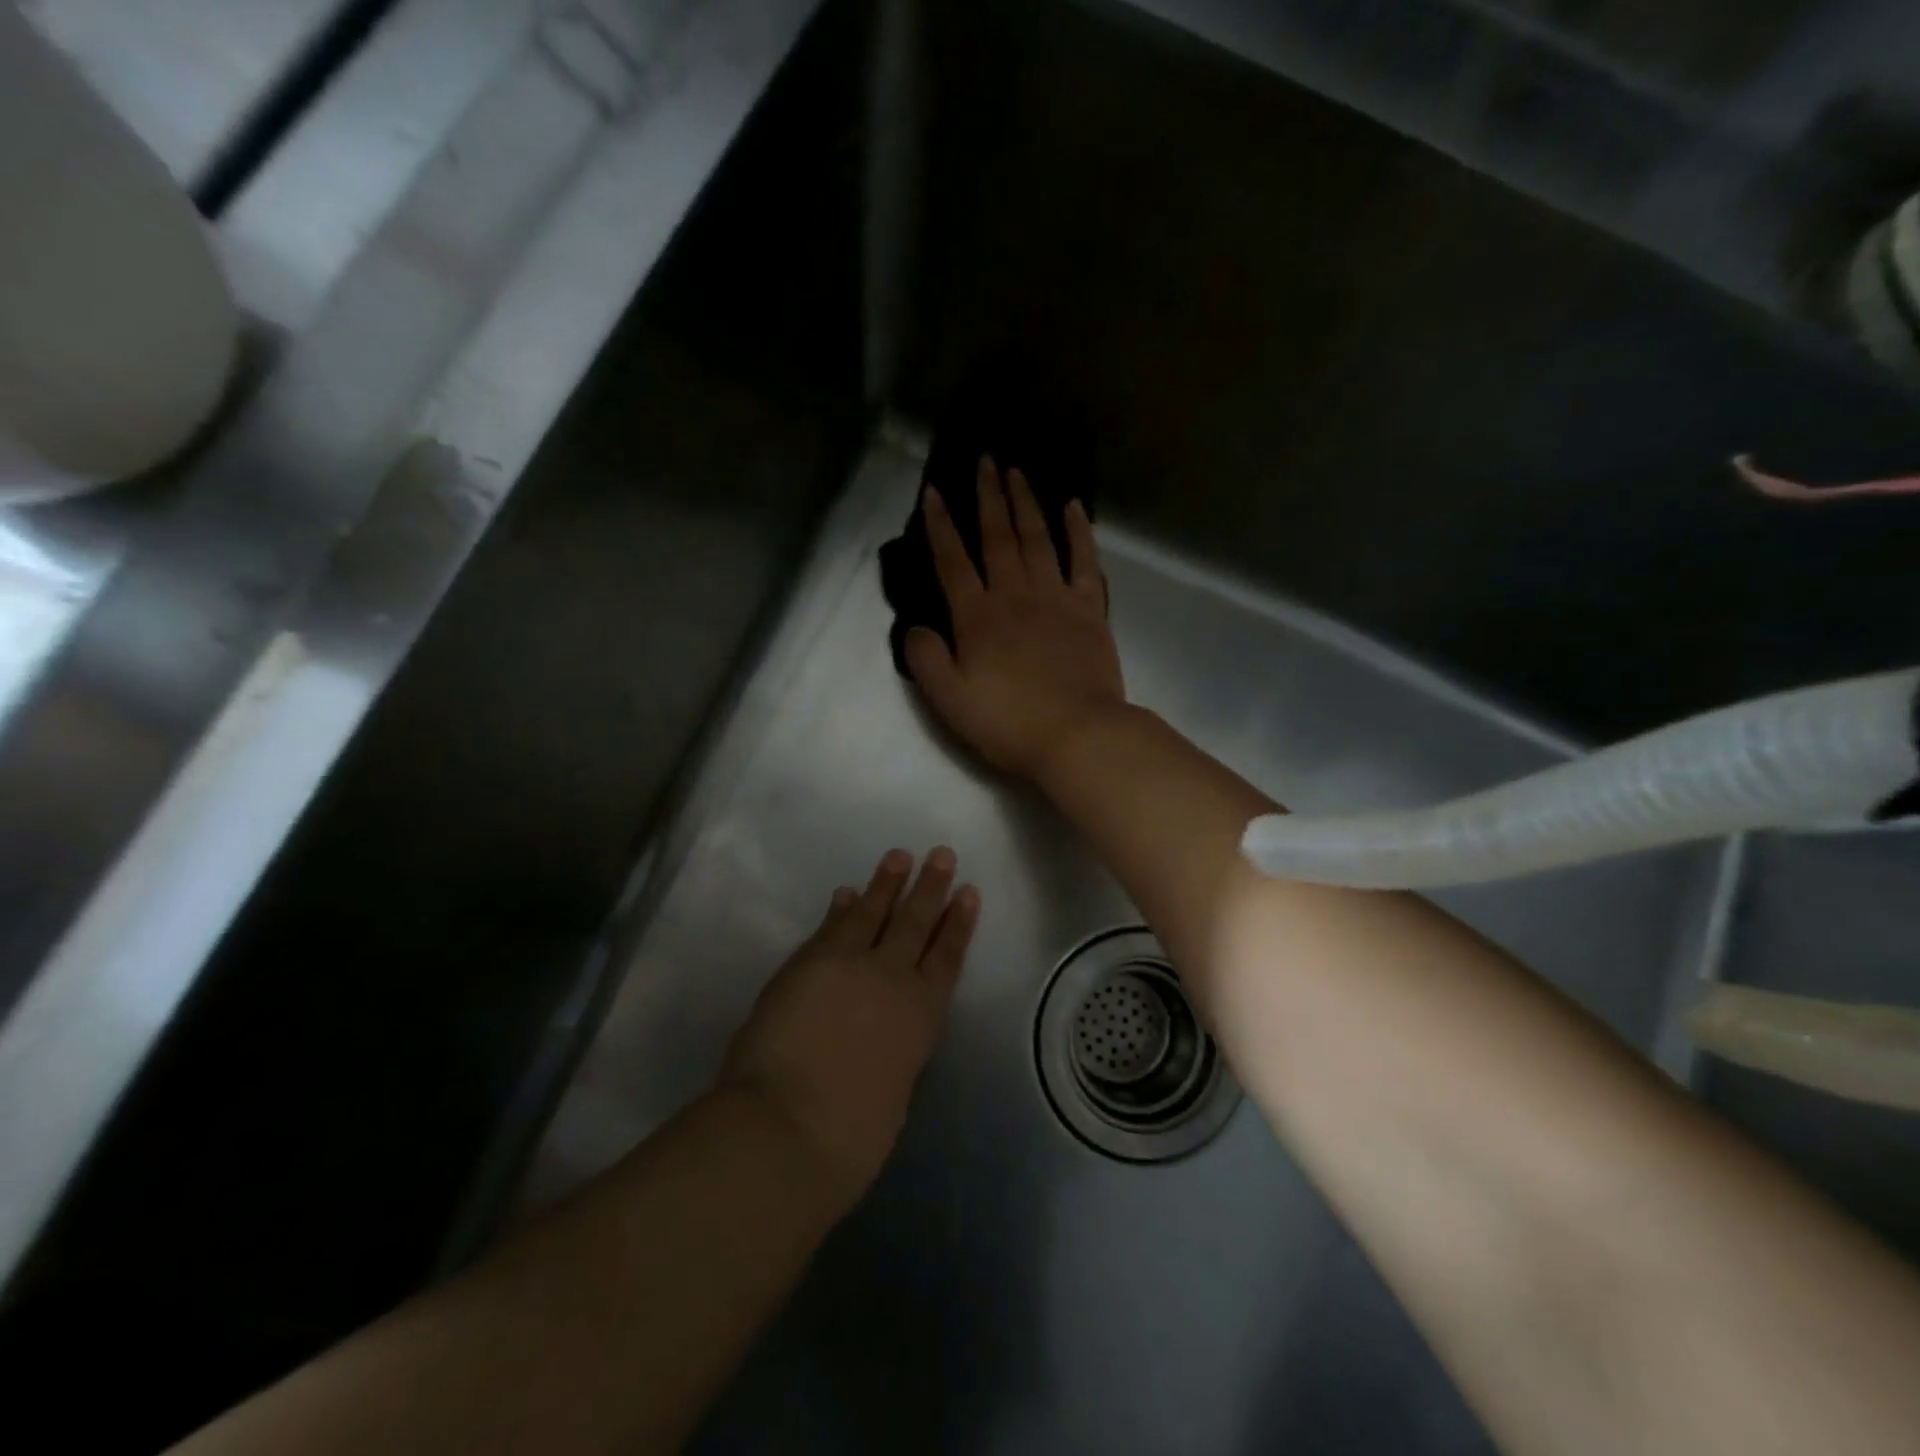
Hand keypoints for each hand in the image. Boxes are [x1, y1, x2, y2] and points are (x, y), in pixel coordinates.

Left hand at [720, 848, 978, 1204]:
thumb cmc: (850, 1137)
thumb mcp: (892, 1095)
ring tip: (899, 856)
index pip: (946, 958)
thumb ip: (892, 1056)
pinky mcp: (806, 965)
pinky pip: (829, 928)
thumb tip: (882, 1040)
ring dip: (886, 884)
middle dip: (929, 888)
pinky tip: (846, 893)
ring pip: (873, 914)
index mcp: (921, 1017)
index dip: (958, 924)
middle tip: (942, 854)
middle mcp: (891, 980)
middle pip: (915, 923)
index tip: (968, 892)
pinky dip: (840, 909)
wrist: (788, 1128)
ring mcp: (847, 966)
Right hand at [905, 458, 1127, 780]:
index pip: (952, 561)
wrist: (1078, 736)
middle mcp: (1015, 596)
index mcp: (978, 618)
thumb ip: (926, 660)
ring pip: (1038, 539)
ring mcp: (1056, 598)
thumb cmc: (1009, 723)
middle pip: (998, 537)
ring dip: (1026, 503)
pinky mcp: (1090, 610)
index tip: (933, 491)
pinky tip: (1073, 507)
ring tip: (1017, 472)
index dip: (940, 525)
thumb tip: (915, 627)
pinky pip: (1085, 561)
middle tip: (985, 460)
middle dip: (988, 497)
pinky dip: (1079, 532)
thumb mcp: (949, 701)